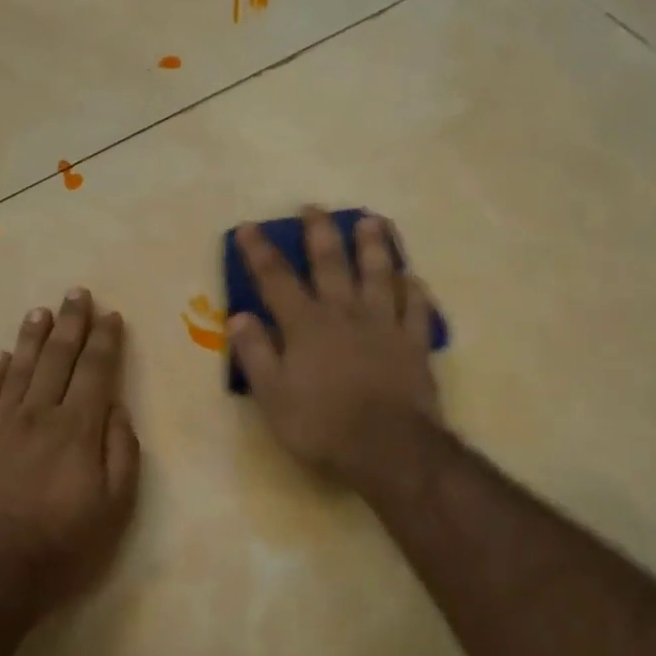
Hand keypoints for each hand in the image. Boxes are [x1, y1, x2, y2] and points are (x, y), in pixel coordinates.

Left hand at [0, 289, 140, 615]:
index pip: (95, 372)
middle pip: (58, 359)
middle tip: (77, 293)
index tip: (110, 315)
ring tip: (41, 312)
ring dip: (33, 338)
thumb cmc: (64, 546)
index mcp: (78, 430)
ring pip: (20, 370)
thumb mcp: (116, 508)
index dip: (105, 341)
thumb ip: (121, 452)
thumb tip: (117, 409)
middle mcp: (38, 416)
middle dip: (71, 324)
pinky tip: (0, 356)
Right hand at [229, 209, 440, 492]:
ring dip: (374, 246)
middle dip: (320, 233)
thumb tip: (239, 317)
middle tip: (314, 207)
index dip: (259, 252)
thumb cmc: (321, 425)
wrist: (387, 447)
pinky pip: (417, 309)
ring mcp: (384, 325)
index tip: (248, 227)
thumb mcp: (273, 396)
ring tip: (372, 221)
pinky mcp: (414, 344)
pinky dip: (415, 291)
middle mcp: (345, 314)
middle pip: (331, 264)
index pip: (276, 279)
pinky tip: (414, 278)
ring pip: (380, 275)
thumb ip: (255, 354)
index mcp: (306, 325)